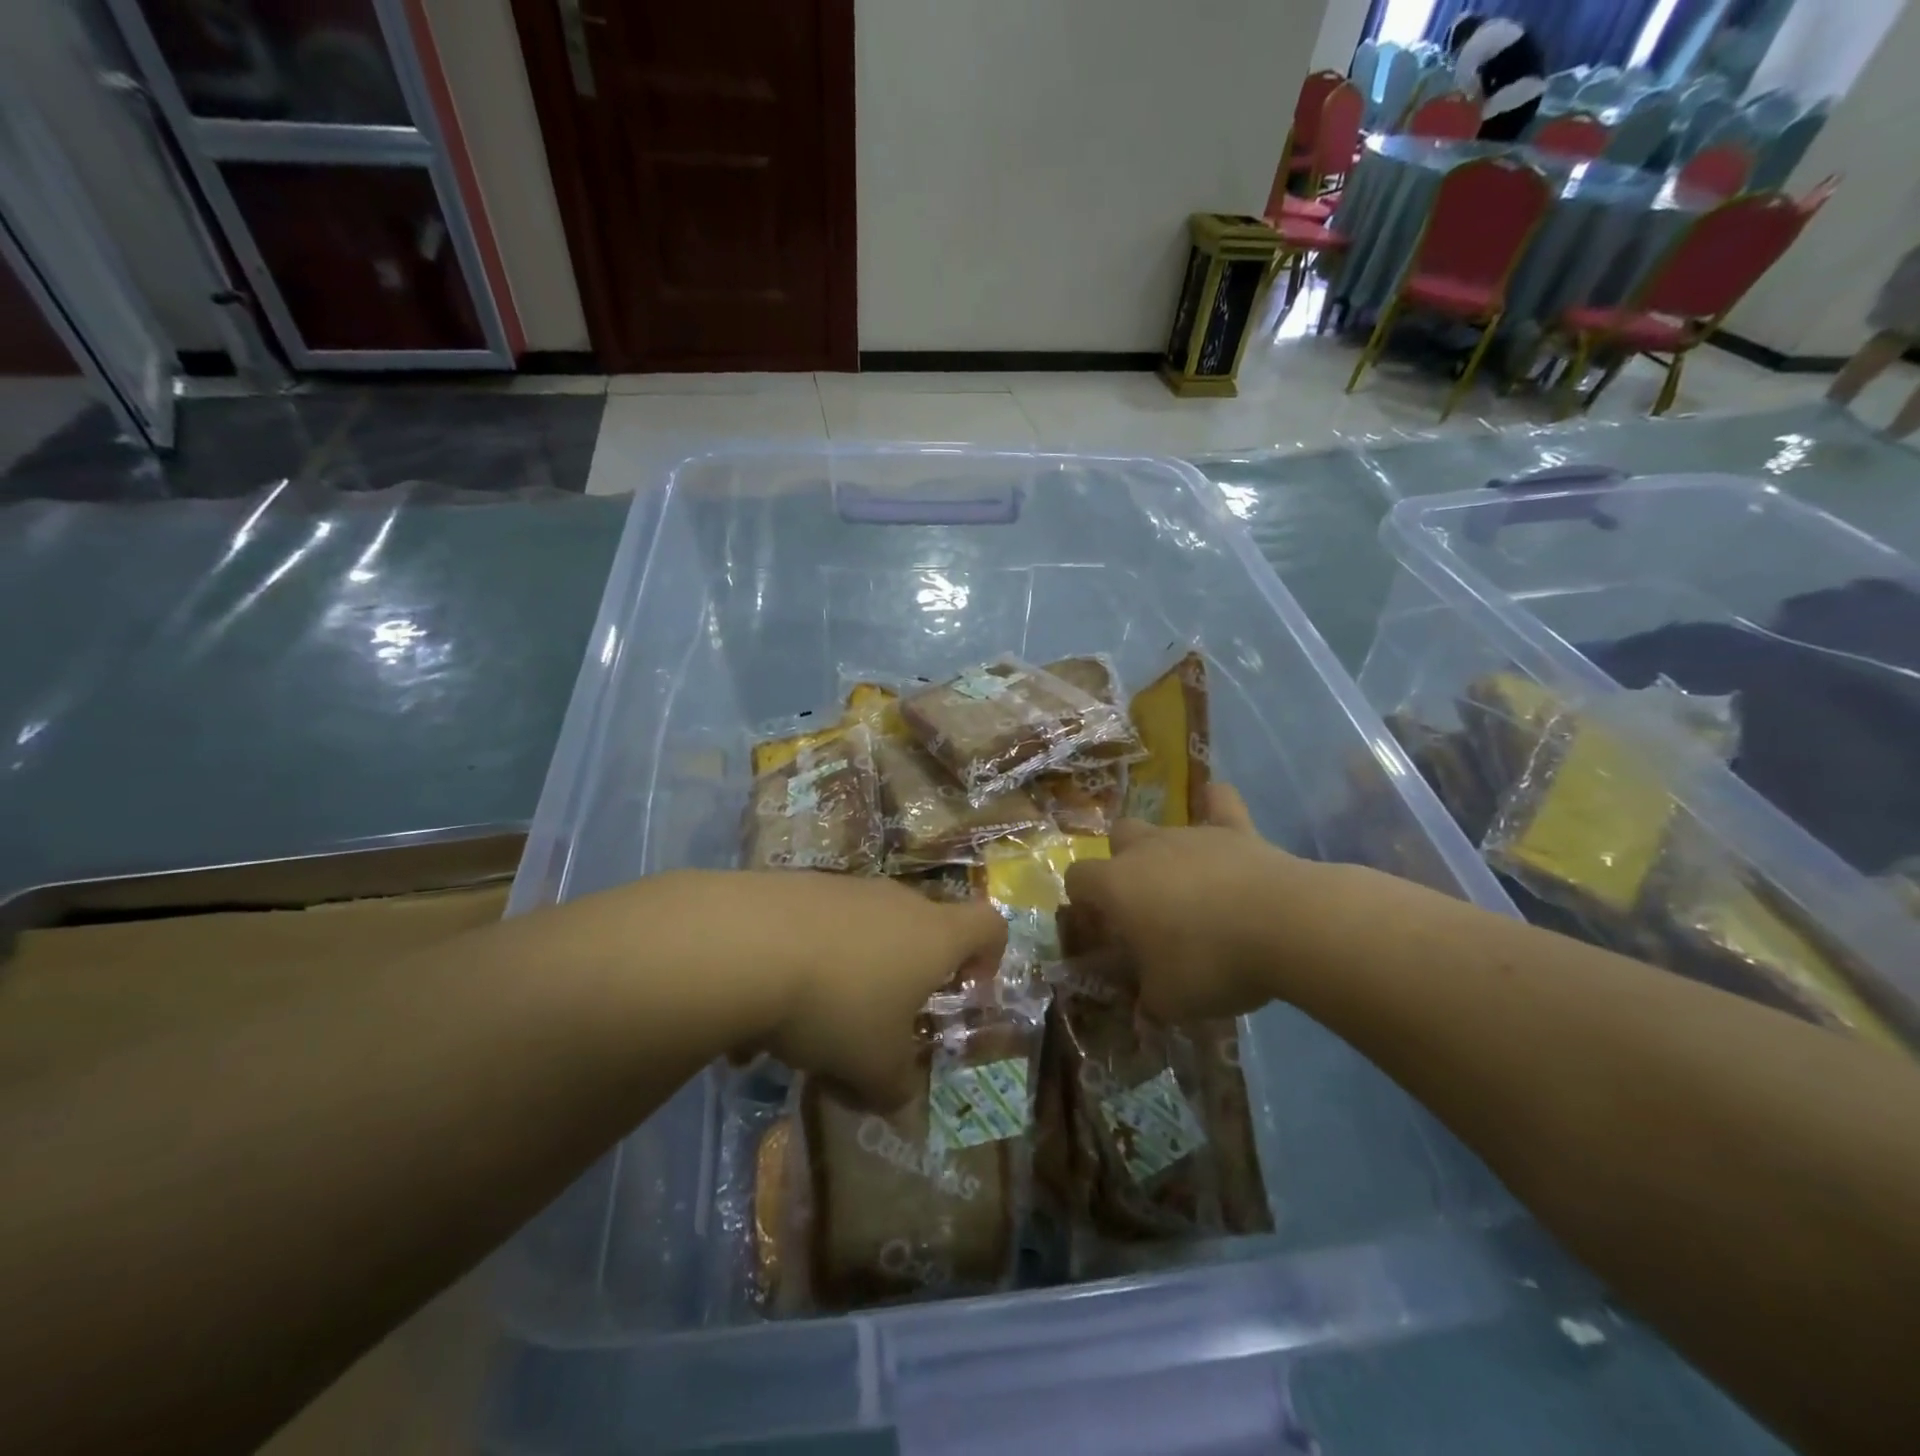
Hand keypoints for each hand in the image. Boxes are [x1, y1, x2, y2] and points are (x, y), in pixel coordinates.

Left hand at [722, 872, 1007, 1107]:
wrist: (746, 945)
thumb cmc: (838, 1005)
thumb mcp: (873, 1067)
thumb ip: (895, 1088)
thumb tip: (898, 1102)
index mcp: (934, 936)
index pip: (989, 925)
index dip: (989, 956)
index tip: (967, 989)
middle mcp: (896, 901)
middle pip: (920, 931)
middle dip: (906, 979)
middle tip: (881, 1025)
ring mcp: (845, 888)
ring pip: (862, 935)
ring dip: (849, 978)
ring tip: (808, 1032)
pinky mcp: (797, 886)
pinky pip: (815, 931)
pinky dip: (803, 966)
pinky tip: (763, 1012)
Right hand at [1062, 784, 1323, 1022]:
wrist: (1285, 926)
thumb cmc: (1210, 963)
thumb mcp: (1167, 1000)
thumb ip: (1146, 996)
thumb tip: (1145, 999)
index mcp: (1117, 885)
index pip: (1077, 878)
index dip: (1083, 901)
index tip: (1102, 929)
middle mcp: (1146, 849)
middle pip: (1118, 837)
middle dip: (1123, 863)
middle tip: (1145, 904)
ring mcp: (1192, 833)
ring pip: (1164, 827)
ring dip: (1167, 852)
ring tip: (1190, 887)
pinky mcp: (1236, 829)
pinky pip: (1220, 802)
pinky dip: (1215, 805)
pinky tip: (1216, 807)